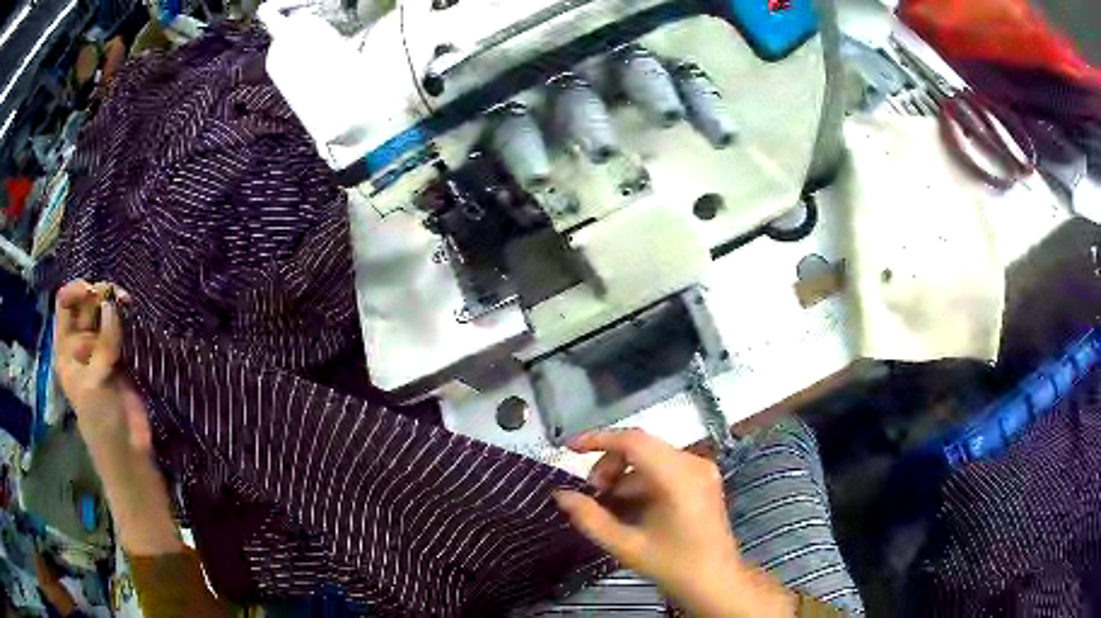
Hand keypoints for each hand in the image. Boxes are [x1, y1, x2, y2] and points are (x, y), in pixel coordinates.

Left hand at [53, 280, 149, 459]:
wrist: (127, 452)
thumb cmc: (101, 423)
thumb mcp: (94, 385)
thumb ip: (102, 345)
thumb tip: (111, 304)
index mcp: (65, 350)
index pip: (64, 305)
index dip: (76, 292)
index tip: (92, 292)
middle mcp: (80, 344)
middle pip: (85, 305)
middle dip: (98, 294)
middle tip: (115, 295)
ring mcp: (100, 349)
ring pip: (103, 312)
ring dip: (113, 302)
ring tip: (126, 302)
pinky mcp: (119, 355)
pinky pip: (120, 327)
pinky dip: (126, 316)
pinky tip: (132, 311)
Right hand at [554, 429, 795, 616]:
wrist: (715, 581)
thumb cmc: (673, 566)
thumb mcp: (626, 546)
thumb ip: (589, 518)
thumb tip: (560, 494)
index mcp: (678, 478)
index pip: (633, 442)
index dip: (598, 439)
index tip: (568, 448)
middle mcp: (693, 464)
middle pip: (641, 446)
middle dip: (609, 464)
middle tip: (593, 494)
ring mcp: (701, 469)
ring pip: (650, 457)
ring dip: (623, 475)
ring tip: (610, 505)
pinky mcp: (702, 478)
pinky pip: (663, 467)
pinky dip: (640, 481)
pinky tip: (630, 506)